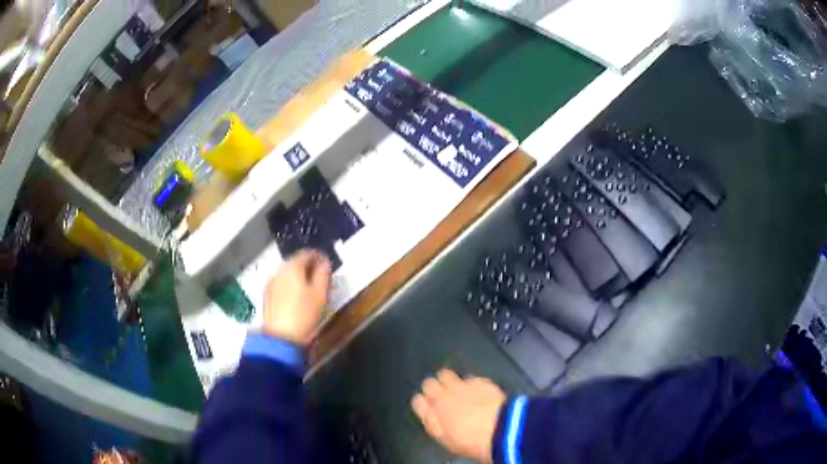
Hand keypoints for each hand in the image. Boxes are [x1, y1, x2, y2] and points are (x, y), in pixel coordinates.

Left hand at [262, 249, 331, 345]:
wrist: (281, 339)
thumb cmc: (304, 315)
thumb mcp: (321, 294)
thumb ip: (324, 274)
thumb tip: (325, 262)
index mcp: (292, 266)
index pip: (307, 253)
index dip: (319, 257)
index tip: (328, 265)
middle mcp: (279, 270)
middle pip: (295, 262)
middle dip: (308, 267)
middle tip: (321, 277)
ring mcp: (271, 283)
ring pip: (287, 274)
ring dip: (299, 277)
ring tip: (311, 289)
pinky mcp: (267, 296)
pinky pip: (281, 284)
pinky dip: (290, 286)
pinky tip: (297, 298)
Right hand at [411, 369, 506, 462]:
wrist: (500, 430)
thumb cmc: (471, 442)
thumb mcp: (446, 439)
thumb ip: (434, 423)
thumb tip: (429, 414)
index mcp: (432, 414)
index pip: (417, 401)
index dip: (424, 403)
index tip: (429, 406)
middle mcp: (442, 397)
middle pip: (428, 383)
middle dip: (433, 387)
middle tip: (442, 395)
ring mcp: (460, 386)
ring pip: (445, 374)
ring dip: (449, 380)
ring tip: (457, 389)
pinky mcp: (478, 380)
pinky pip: (468, 377)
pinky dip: (470, 383)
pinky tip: (477, 391)